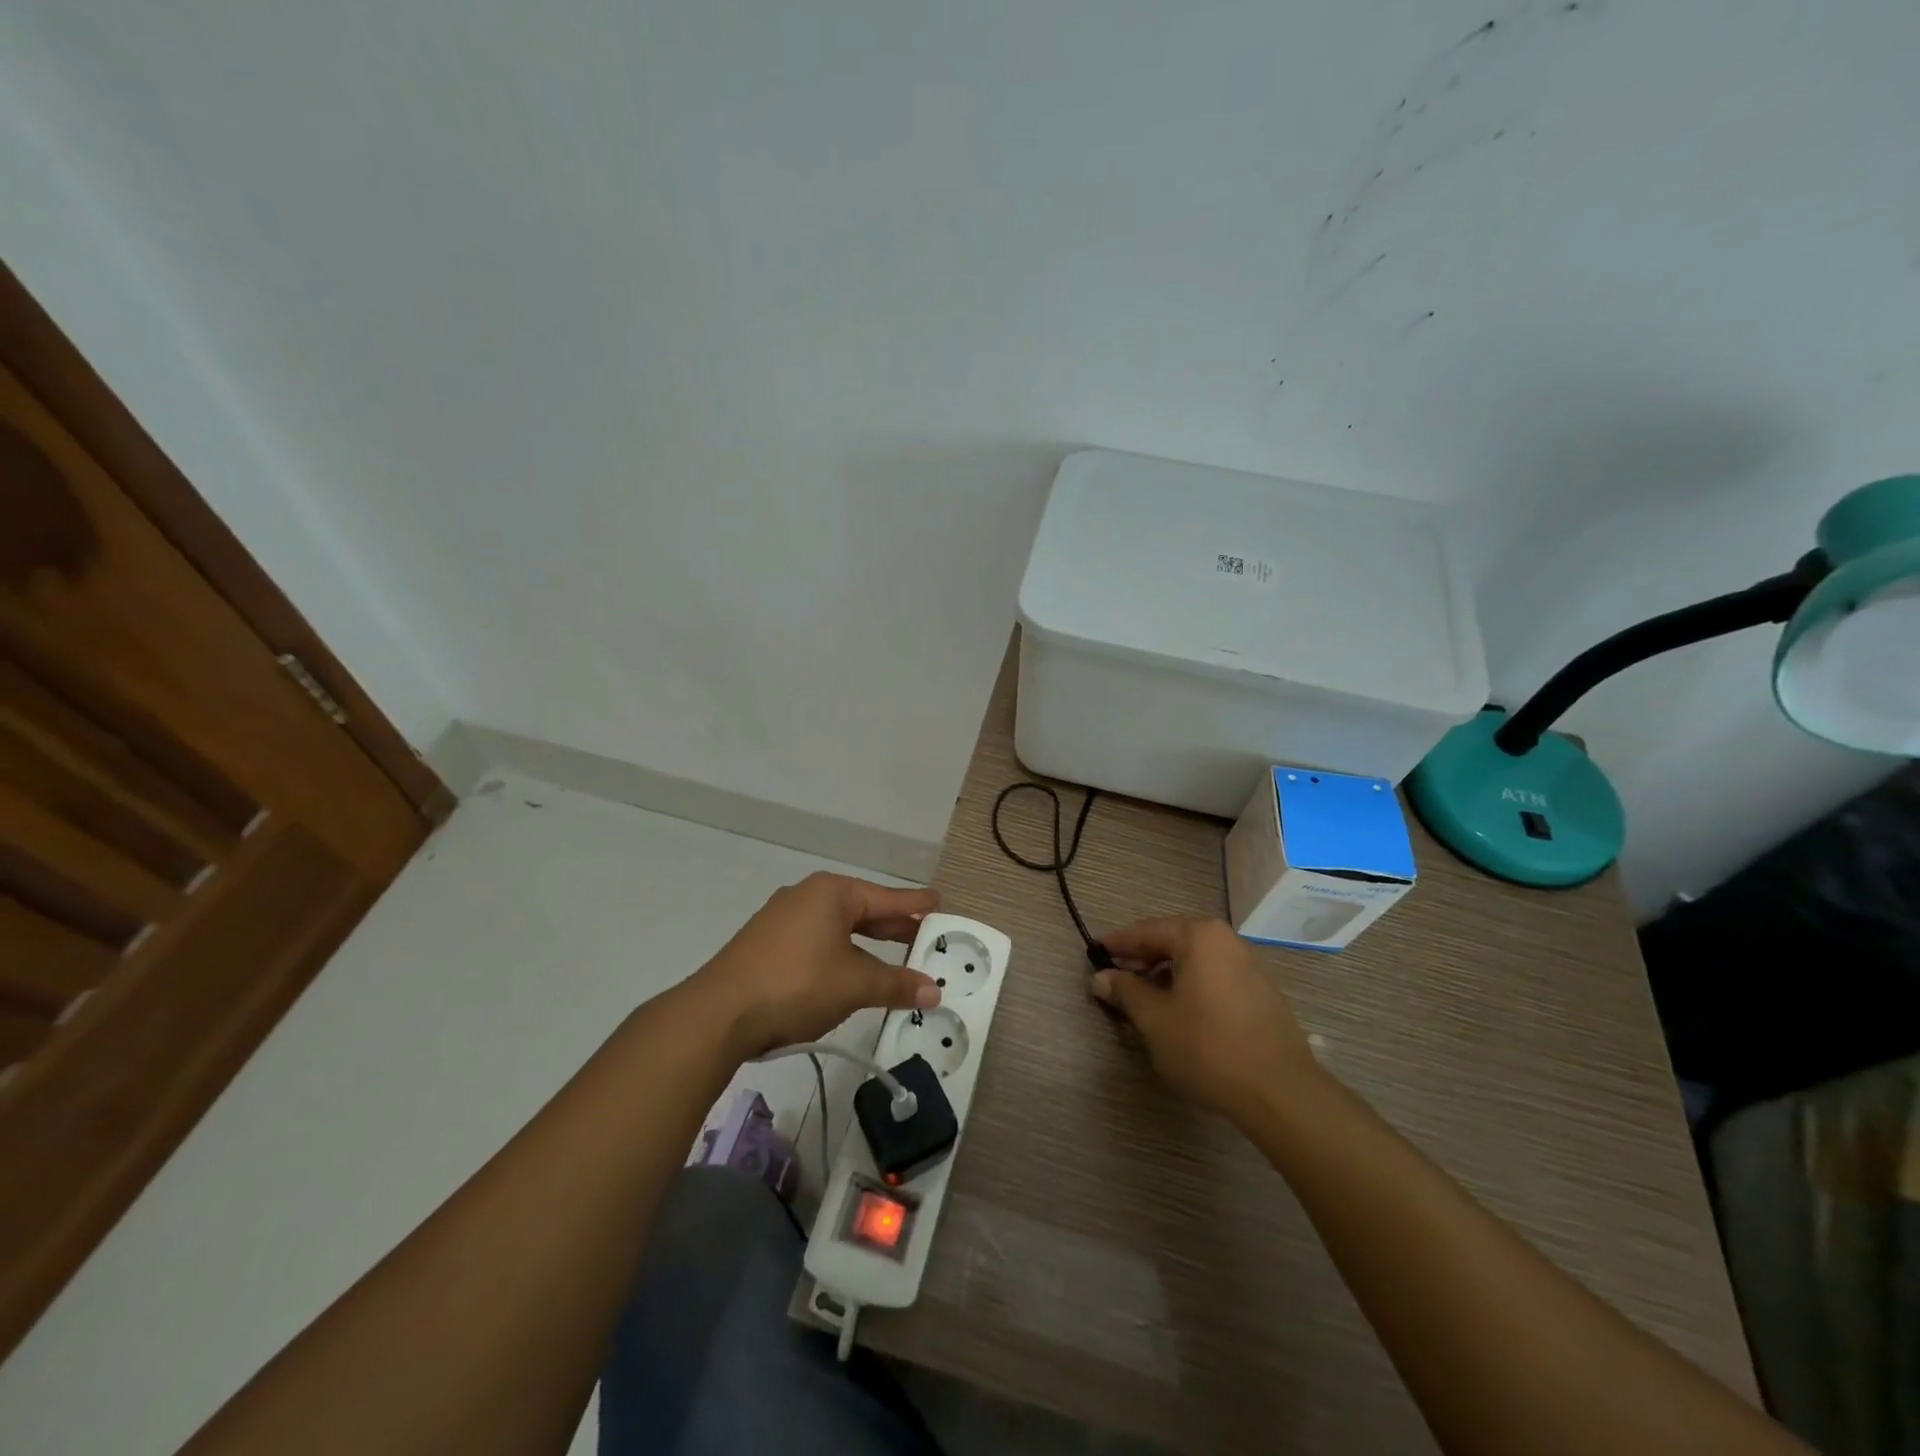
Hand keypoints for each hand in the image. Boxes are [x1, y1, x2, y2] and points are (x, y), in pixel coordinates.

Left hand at [694, 872, 941, 1058]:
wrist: (718, 1014)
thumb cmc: (796, 985)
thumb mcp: (854, 984)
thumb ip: (895, 984)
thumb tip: (933, 990)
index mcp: (832, 893)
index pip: (886, 897)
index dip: (915, 904)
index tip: (939, 902)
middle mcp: (808, 896)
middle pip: (863, 909)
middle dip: (893, 926)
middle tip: (924, 936)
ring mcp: (783, 919)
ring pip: (838, 927)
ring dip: (867, 944)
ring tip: (893, 958)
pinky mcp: (767, 943)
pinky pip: (818, 940)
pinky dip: (841, 953)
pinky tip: (849, 971)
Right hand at [1090, 917, 1319, 1124]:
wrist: (1279, 1091)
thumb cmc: (1206, 1046)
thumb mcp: (1154, 1019)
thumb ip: (1125, 992)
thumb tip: (1100, 978)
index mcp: (1198, 936)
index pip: (1147, 931)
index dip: (1117, 943)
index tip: (1094, 951)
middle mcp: (1226, 941)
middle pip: (1173, 941)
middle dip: (1142, 959)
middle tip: (1115, 976)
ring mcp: (1249, 966)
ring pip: (1195, 961)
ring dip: (1166, 975)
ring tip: (1143, 998)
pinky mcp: (1261, 993)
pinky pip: (1214, 977)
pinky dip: (1190, 986)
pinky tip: (1179, 1011)